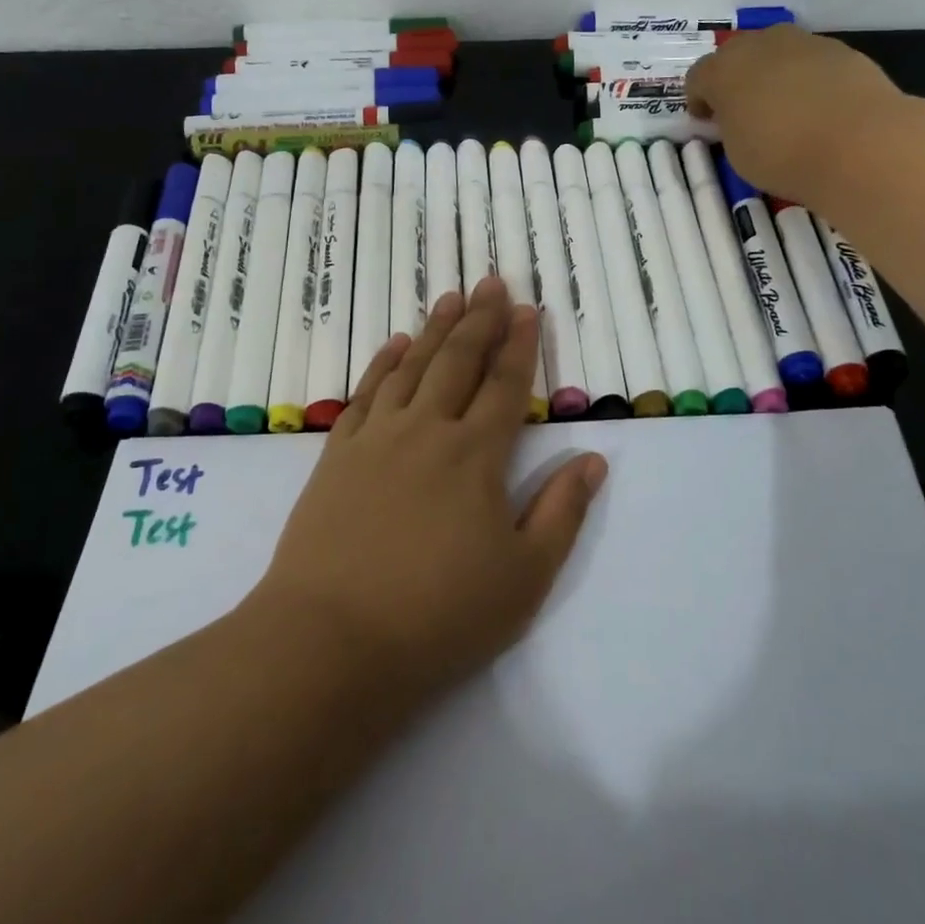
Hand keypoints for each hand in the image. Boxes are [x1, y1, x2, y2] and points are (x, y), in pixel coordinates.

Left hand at [251, 277, 607, 703]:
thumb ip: (562, 513)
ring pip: (413, 367)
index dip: (520, 345)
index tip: (529, 310)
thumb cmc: (438, 616)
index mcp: (476, 456)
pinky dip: (383, 363)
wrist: (330, 641)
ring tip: (452, 297)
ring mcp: (377, 438)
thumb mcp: (523, 577)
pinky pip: (365, 393)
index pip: (506, 385)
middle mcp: (428, 430)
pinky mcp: (337, 454)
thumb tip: (594, 460)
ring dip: (436, 329)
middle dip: (481, 319)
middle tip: (492, 282)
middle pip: (459, 361)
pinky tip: (396, 344)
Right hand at [687, 27, 904, 207]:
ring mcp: (804, 43)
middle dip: (736, 79)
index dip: (698, 100)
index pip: (697, 77)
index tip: (706, 121)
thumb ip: (731, 127)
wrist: (860, 144)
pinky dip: (810, 80)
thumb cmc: (782, 154)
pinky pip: (813, 63)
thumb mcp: (737, 152)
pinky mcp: (843, 51)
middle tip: (743, 110)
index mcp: (723, 70)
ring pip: (778, 54)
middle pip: (737, 55)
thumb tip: (739, 118)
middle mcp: (760, 45)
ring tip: (786, 109)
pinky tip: (821, 109)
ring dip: (774, 75)